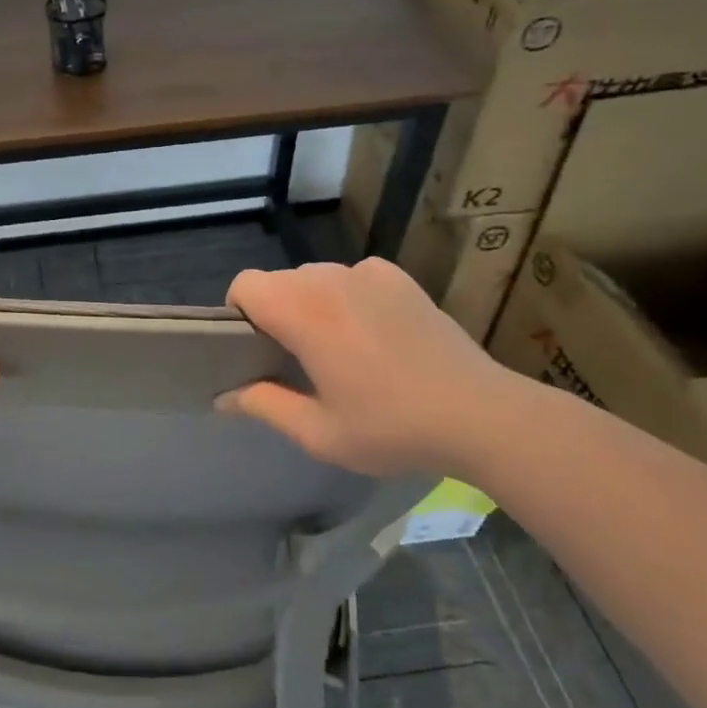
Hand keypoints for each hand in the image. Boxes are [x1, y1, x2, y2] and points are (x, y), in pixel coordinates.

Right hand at [217, 257, 532, 478]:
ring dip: (311, 305)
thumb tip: (224, 396)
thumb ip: (264, 405)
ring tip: (339, 350)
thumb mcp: (319, 432)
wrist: (482, 415)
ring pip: (315, 278)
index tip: (254, 350)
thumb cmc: (393, 427)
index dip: (238, 313)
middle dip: (274, 314)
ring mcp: (370, 274)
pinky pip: (353, 278)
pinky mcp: (400, 279)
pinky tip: (373, 335)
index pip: (246, 284)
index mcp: (304, 312)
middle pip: (279, 281)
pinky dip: (347, 298)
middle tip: (296, 361)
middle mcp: (332, 280)